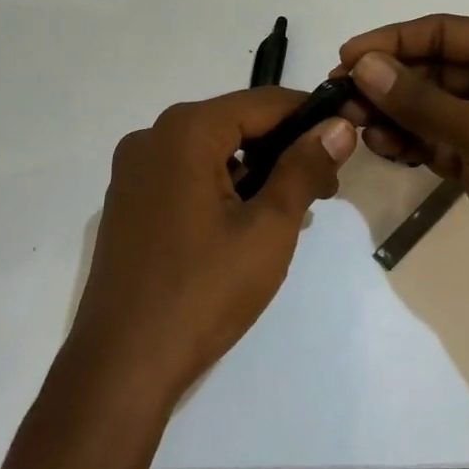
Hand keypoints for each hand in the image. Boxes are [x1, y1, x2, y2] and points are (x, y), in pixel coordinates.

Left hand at [68, 88, 356, 406]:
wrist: (122, 366)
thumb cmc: (203, 291)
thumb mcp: (268, 228)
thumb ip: (304, 168)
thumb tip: (338, 126)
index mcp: (185, 131)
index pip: (263, 102)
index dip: (310, 115)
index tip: (346, 139)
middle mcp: (152, 137)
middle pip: (235, 123)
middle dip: (283, 148)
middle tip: (325, 187)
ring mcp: (133, 171)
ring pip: (211, 151)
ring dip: (255, 171)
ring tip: (293, 210)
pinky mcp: (127, 202)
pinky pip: (186, 175)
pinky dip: (222, 187)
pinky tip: (247, 223)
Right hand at [336, 15, 468, 327]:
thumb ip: (421, 99)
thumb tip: (362, 66)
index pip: (445, 33)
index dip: (393, 42)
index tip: (345, 59)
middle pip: (434, 70)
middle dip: (389, 82)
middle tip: (340, 98)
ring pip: (431, 108)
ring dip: (394, 114)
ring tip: (355, 126)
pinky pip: (436, 142)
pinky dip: (409, 143)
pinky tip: (381, 148)